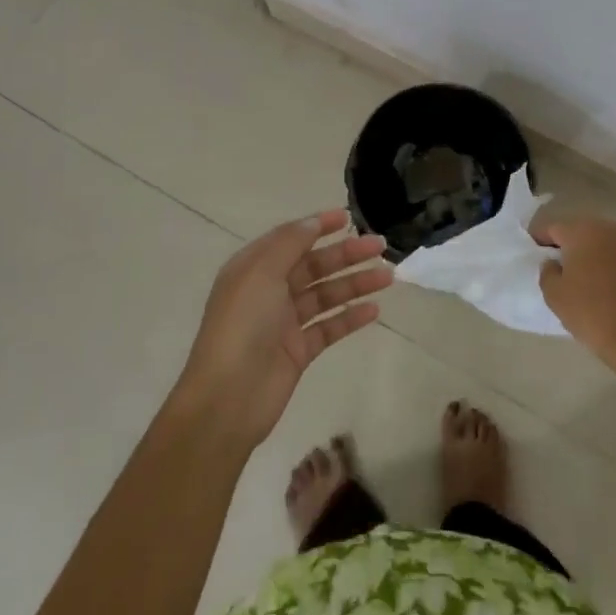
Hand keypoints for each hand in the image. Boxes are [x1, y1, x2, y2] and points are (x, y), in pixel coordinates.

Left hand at [174, 209, 391, 446]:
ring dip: (355, 283)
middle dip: (346, 254)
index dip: (318, 226)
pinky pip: (329, 327)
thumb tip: (312, 223)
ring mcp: (284, 323)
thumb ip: (289, 244)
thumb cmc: (242, 326)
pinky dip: (350, 318)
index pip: (290, 239)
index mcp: (253, 269)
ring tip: (388, 276)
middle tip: (380, 246)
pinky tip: (374, 310)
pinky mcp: (298, 351)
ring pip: (326, 295)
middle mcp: (268, 292)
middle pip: (313, 266)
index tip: (348, 217)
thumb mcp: (261, 273)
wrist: (227, 397)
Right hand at [535, 217, 615, 373]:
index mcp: (582, 232)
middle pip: (582, 230)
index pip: (553, 228)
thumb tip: (554, 262)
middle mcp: (610, 228)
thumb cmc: (591, 314)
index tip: (535, 252)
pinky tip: (612, 285)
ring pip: (606, 241)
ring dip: (595, 253)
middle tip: (561, 266)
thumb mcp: (554, 295)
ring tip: (589, 276)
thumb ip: (547, 271)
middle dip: (570, 244)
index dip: (541, 239)